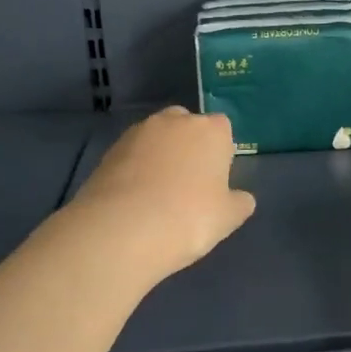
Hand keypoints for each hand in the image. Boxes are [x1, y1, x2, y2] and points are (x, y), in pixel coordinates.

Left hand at [71, 107, 255, 280]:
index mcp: (211, 130)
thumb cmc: (189, 218)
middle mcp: (175, 121)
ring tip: (157, 194)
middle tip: (188, 184)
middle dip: (189, 147)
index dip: (220, 153)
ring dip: (160, 156)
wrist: (122, 230)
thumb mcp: (228, 218)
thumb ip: (239, 202)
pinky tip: (135, 199)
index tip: (215, 180)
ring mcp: (138, 132)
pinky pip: (132, 155)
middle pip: (187, 126)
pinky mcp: (110, 150)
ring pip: (157, 139)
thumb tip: (240, 198)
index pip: (222, 129)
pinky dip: (136, 169)